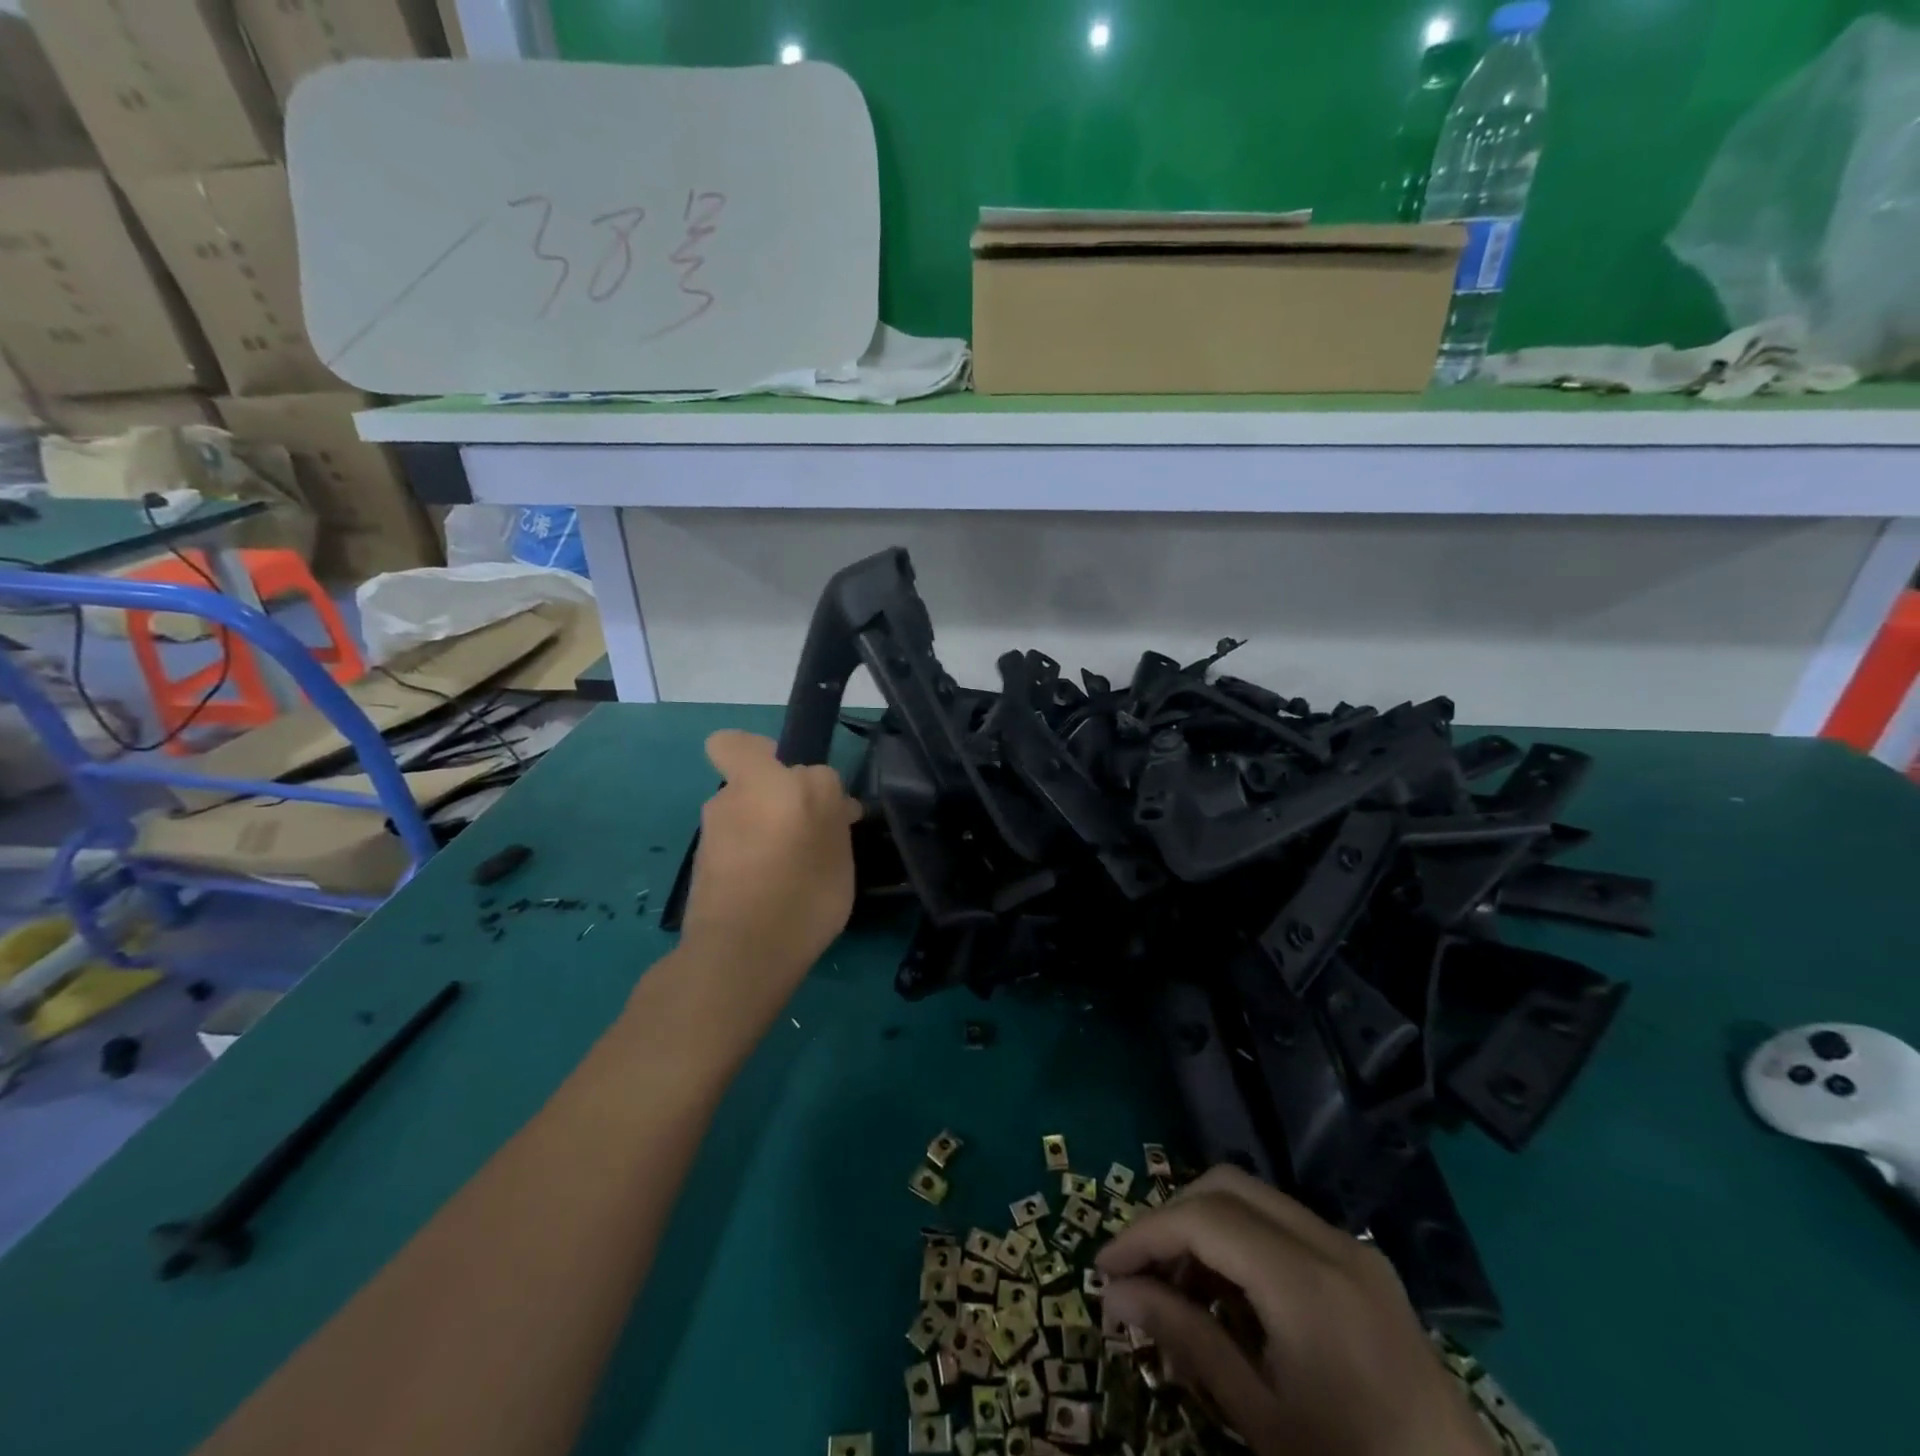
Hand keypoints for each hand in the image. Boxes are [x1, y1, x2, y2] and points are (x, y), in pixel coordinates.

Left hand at [676, 731, 860, 997]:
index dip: (772, 757)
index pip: (739, 743)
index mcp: (763, 781)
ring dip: (767, 833)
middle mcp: (730, 799)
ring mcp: (711, 836)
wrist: (741, 955)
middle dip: (778, 800)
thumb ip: (832, 808)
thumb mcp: (837, 842)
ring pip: (745, 818)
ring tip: (799, 873)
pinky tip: (777, 895)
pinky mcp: (701, 870)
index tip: (803, 788)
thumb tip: (831, 801)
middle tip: (813, 834)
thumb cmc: (801, 889)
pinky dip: (754, 862)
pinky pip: (736, 851)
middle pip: (753, 783)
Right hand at [1096, 1166, 1496, 1455]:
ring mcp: (1355, 1250)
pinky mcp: (1367, 1266)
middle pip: (1226, 1186)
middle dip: (1172, 1217)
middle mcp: (1331, 1244)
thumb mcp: (1262, 1418)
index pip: (1203, 1218)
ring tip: (1179, 1287)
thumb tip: (1115, 1293)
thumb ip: (1186, 1339)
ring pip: (1254, 1198)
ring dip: (1206, 1225)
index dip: (1144, 1233)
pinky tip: (1231, 1294)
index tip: (1104, 1267)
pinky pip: (1285, 1224)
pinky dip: (1242, 1239)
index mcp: (1307, 1283)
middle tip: (1139, 1271)